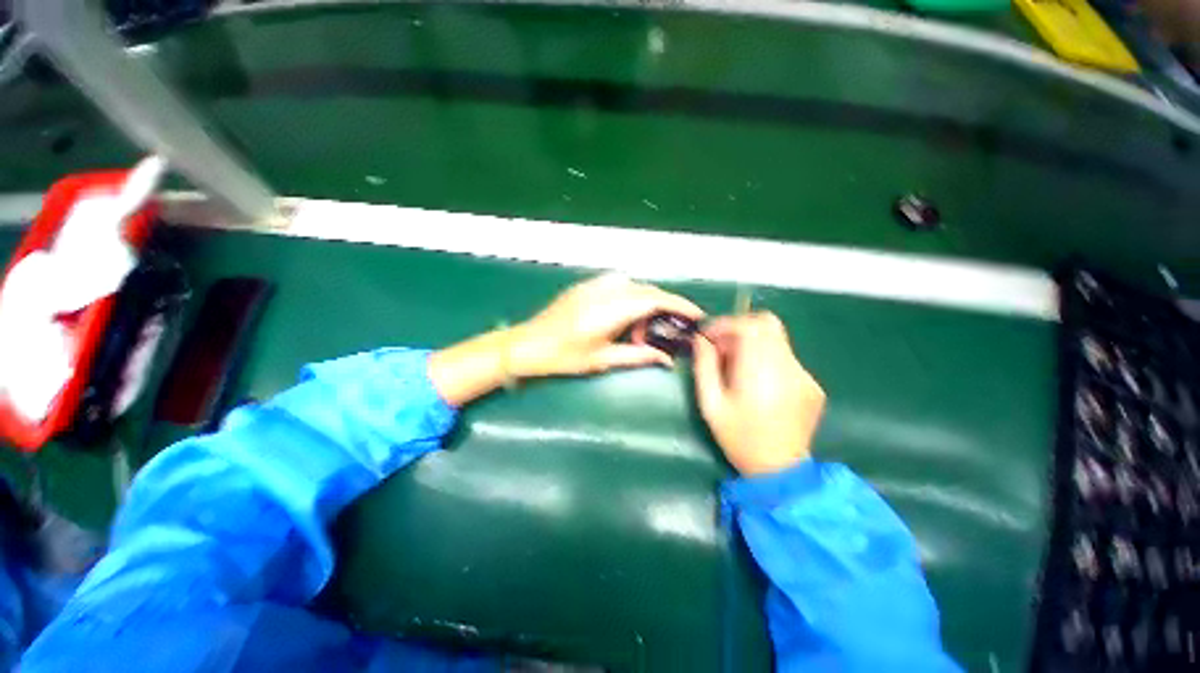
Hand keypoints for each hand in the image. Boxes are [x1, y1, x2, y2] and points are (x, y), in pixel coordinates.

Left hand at [429, 275, 702, 406]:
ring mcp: (593, 285)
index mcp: (610, 309)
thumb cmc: (563, 357)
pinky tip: (624, 317)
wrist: (526, 344)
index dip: (679, 305)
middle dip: (664, 306)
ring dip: (646, 302)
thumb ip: (637, 356)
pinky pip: (617, 285)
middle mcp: (604, 290)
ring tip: (645, 327)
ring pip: (633, 286)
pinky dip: (630, 298)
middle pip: (646, 290)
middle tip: (671, 328)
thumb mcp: (602, 360)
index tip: (696, 314)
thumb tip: (667, 360)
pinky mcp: (585, 285)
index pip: (654, 299)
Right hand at [692, 312, 825, 475]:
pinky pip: (786, 357)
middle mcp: (788, 369)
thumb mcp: (710, 404)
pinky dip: (767, 358)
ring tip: (737, 369)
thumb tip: (700, 339)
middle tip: (723, 349)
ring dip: (753, 344)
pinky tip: (758, 383)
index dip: (726, 324)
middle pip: (767, 324)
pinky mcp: (813, 385)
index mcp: (760, 373)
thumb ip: (704, 367)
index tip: (709, 337)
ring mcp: (805, 376)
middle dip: (740, 329)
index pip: (750, 326)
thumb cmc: (739, 438)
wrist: (780, 471)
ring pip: (776, 340)